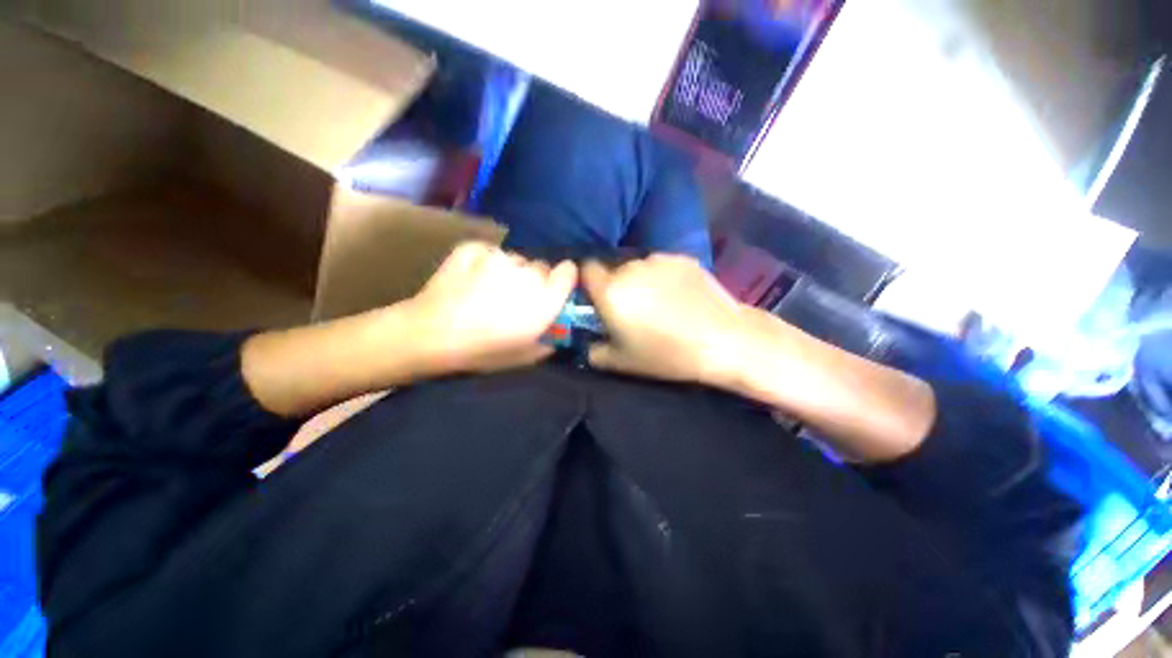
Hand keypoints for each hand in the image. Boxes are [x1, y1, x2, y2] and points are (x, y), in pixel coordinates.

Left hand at [406, 242, 576, 372]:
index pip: (569, 271)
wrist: (431, 335)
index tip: (554, 288)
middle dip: (534, 280)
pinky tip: (471, 278)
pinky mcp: (474, 248)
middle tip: (515, 298)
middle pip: (541, 266)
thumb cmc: (482, 351)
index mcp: (545, 299)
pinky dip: (485, 262)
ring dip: (509, 271)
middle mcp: (527, 273)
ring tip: (488, 289)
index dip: (563, 279)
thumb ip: (549, 341)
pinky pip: (490, 252)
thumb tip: (558, 332)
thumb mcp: (525, 356)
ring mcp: (499, 257)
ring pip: (515, 259)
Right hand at [581, 255, 750, 384]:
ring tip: (660, 304)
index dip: (589, 282)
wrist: (722, 340)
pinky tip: (681, 297)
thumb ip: (594, 351)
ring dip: (641, 281)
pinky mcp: (683, 259)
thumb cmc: (667, 354)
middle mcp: (631, 268)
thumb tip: (589, 344)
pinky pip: (662, 266)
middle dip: (618, 287)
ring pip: (639, 268)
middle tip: (634, 310)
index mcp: (611, 291)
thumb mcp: (622, 362)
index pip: (586, 269)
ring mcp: (659, 260)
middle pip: (614, 271)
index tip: (598, 299)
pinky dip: (664, 278)